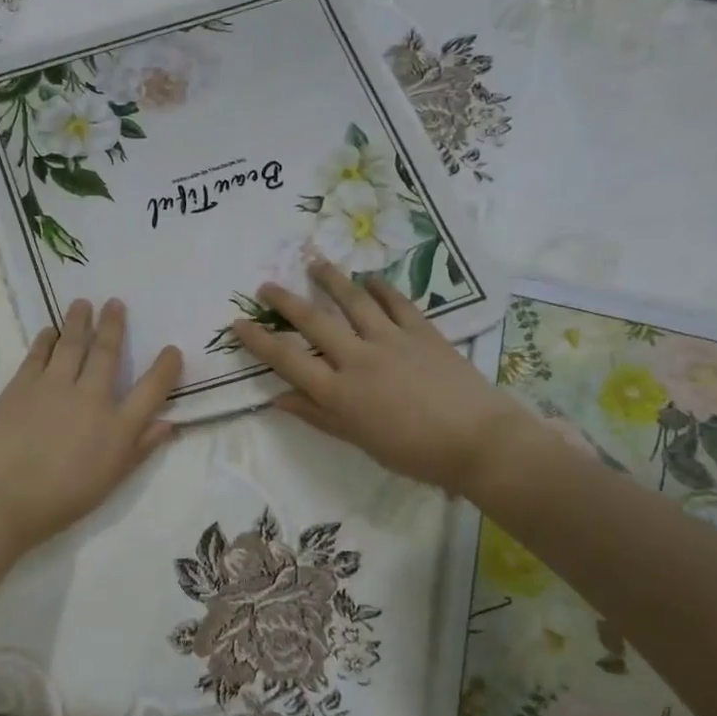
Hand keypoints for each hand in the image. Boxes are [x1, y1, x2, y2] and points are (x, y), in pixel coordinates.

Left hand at [0, 298, 181, 567]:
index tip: (172, 350)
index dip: (165, 368)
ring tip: (83, 303)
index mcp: (117, 427)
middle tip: (115, 303)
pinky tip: (49, 331)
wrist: (1, 496)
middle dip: (113, 326)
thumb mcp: (109, 482)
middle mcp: (90, 397)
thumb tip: (167, 424)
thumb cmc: (60, 500)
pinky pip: (38, 353)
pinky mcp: (22, 384)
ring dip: (79, 321)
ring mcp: (54, 386)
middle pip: (107, 353)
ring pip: (72, 343)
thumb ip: (139, 450)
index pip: (151, 390)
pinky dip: (46, 340)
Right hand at [233, 261, 531, 495]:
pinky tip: (370, 279)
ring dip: (330, 280)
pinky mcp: (422, 331)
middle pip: (314, 321)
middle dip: (285, 301)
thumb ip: (318, 415)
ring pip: (353, 301)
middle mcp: (358, 358)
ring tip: (314, 262)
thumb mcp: (358, 440)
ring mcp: (391, 340)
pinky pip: (396, 302)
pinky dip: (381, 288)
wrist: (479, 442)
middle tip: (266, 285)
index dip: (259, 341)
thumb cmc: (414, 453)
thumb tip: (278, 399)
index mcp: (339, 391)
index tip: (238, 324)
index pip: (287, 360)